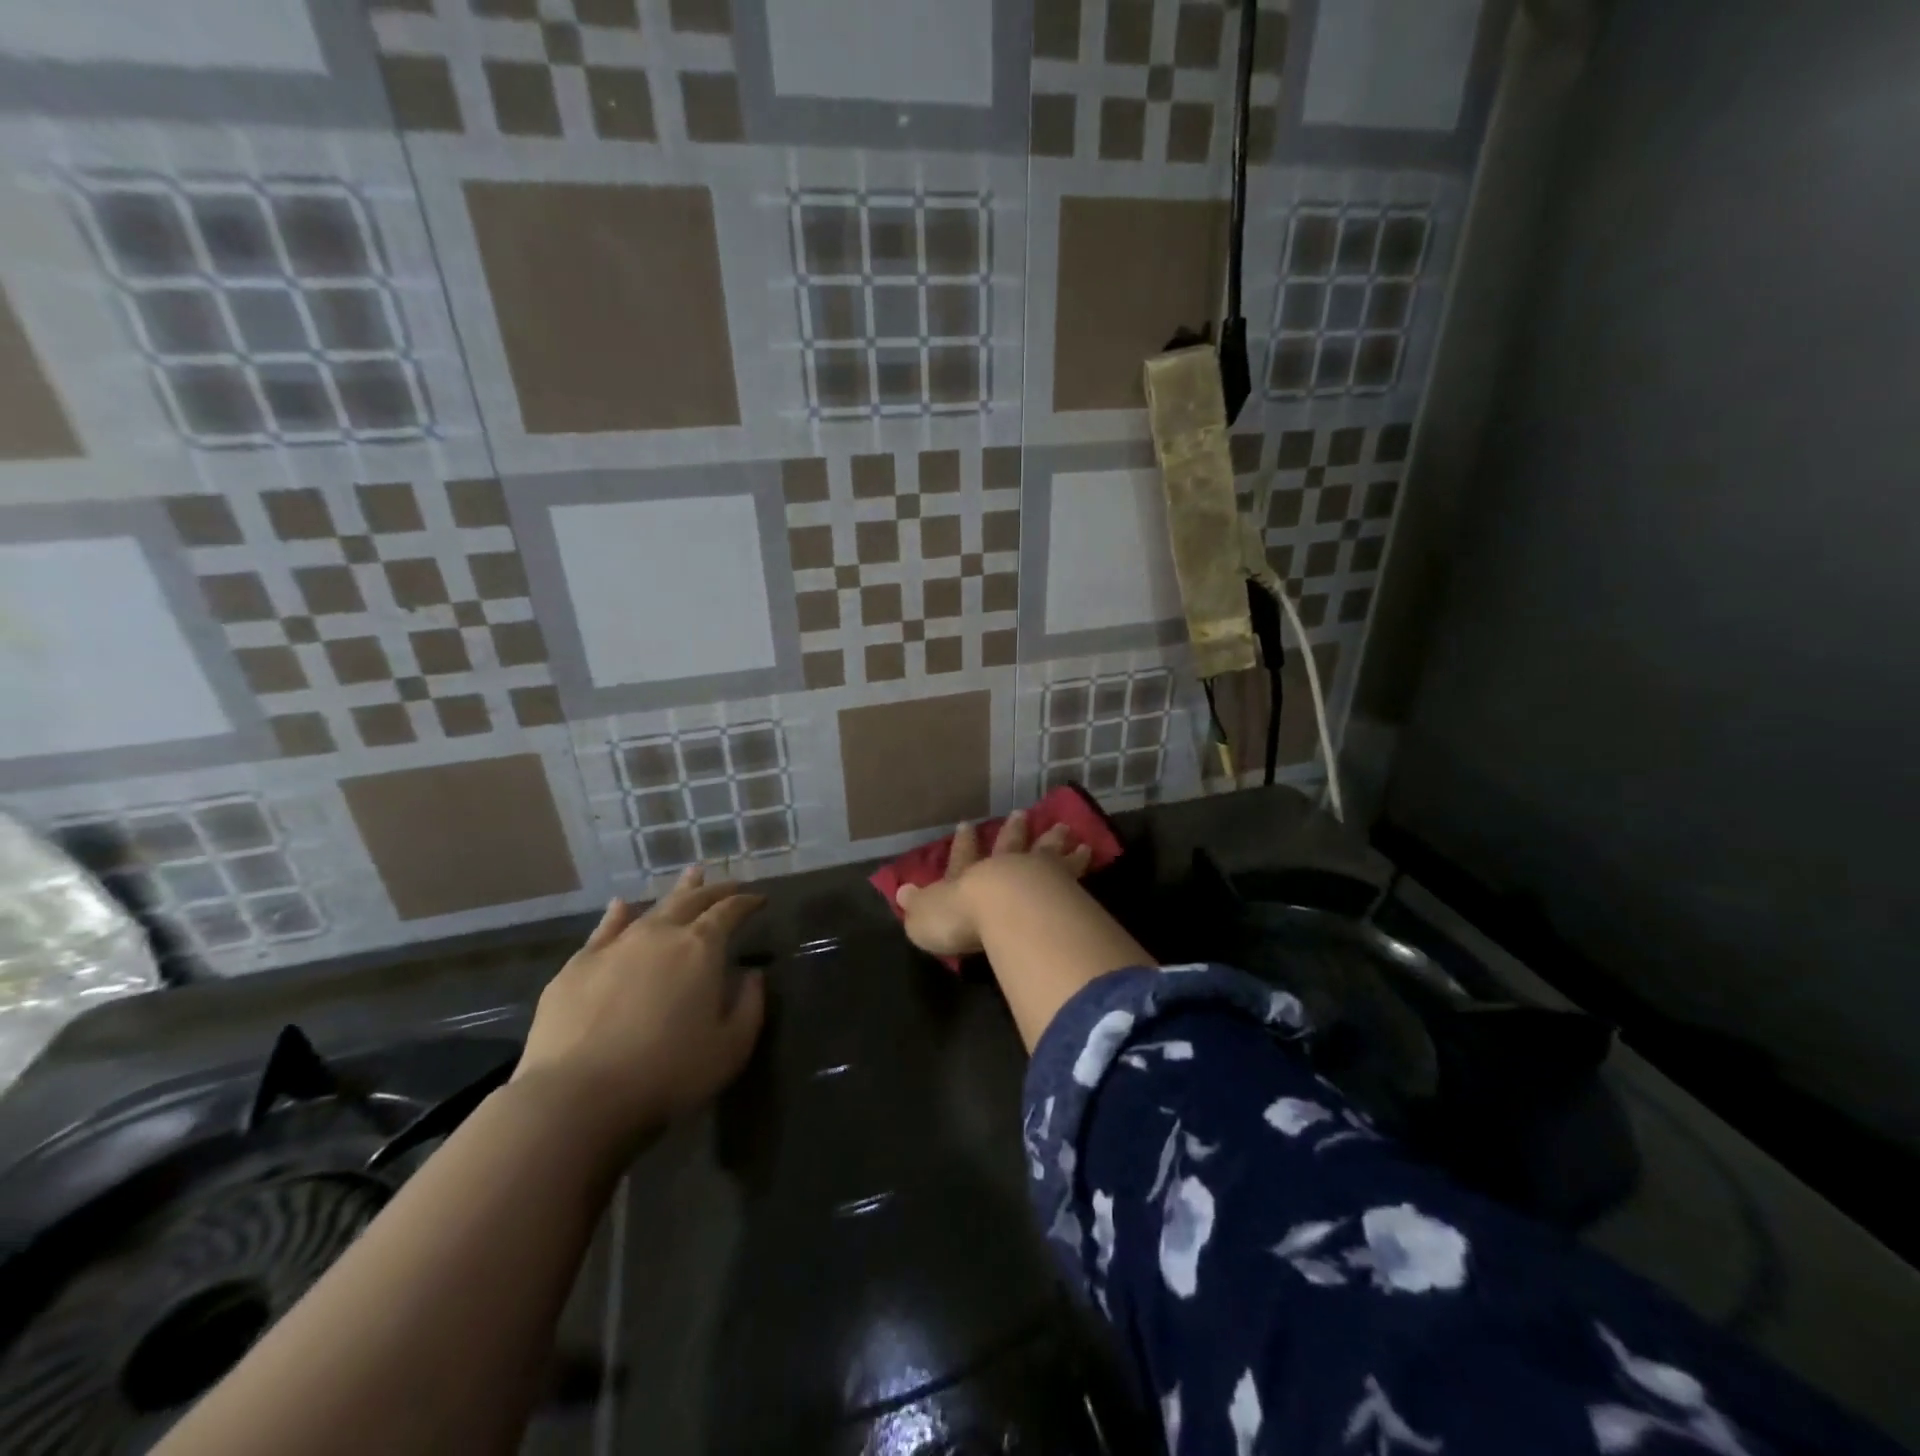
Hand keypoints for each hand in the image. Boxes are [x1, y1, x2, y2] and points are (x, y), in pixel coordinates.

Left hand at [515, 867, 766, 1142]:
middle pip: (693, 901)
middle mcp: (660, 934)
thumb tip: (753, 975)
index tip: (760, 900)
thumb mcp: (731, 1048)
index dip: (747, 903)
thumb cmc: (668, 1073)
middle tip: (730, 885)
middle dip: (715, 891)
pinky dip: (618, 915)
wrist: (577, 1096)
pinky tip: (621, 906)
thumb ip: (750, 1006)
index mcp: (701, 948)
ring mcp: (615, 946)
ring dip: (676, 892)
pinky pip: (605, 929)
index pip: (730, 912)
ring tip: (691, 877)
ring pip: (652, 908)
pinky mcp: (578, 966)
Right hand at [896, 809, 1093, 957]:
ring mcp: (1037, 874)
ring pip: (1046, 852)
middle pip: (1010, 846)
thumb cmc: (961, 917)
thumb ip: (918, 905)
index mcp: (968, 879)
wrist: (1010, 911)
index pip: (963, 858)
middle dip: (1014, 831)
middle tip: (1022, 813)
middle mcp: (1004, 870)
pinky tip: (1091, 851)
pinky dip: (1080, 861)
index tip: (967, 824)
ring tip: (1067, 829)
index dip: (963, 844)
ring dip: (1053, 841)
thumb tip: (902, 892)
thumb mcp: (926, 916)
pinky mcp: (1066, 886)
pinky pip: (1075, 869)